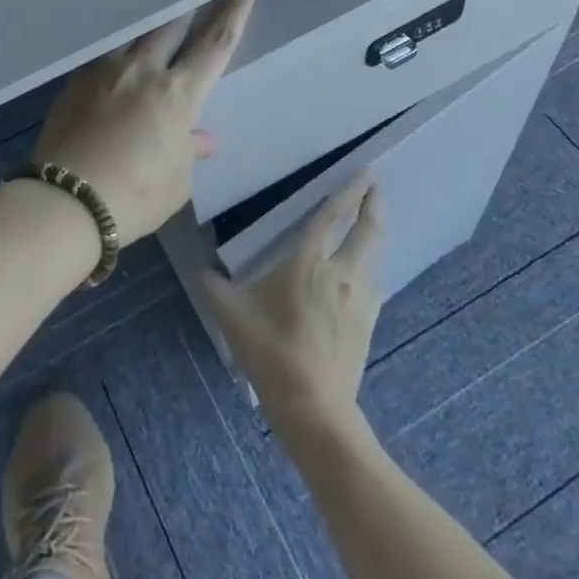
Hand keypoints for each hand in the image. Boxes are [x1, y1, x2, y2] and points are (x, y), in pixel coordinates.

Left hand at [32, 0, 255, 240]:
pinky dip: (119, 44)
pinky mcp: (76, 79)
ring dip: (153, 20)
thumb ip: (189, 151)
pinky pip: (104, 50)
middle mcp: (143, 70)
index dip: (234, 14)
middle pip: (174, 24)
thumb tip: (203, 138)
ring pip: (135, 31)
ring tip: (158, 9)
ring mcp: (106, 70)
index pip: (215, 44)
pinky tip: (117, 46)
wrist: (65, 201)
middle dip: (193, 5)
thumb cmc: (133, 197)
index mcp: (178, 93)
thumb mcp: (175, 181)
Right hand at [201, 173, 384, 431]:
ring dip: (376, 232)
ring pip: (375, 254)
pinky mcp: (368, 321)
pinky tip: (366, 269)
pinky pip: (374, 279)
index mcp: (309, 261)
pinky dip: (372, 262)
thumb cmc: (270, 351)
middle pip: (367, 229)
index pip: (333, 216)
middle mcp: (342, 272)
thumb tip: (202, 270)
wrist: (313, 406)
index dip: (349, 191)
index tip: (364, 172)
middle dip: (374, 203)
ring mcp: (360, 297)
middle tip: (376, 186)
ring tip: (373, 220)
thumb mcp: (231, 314)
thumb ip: (213, 286)